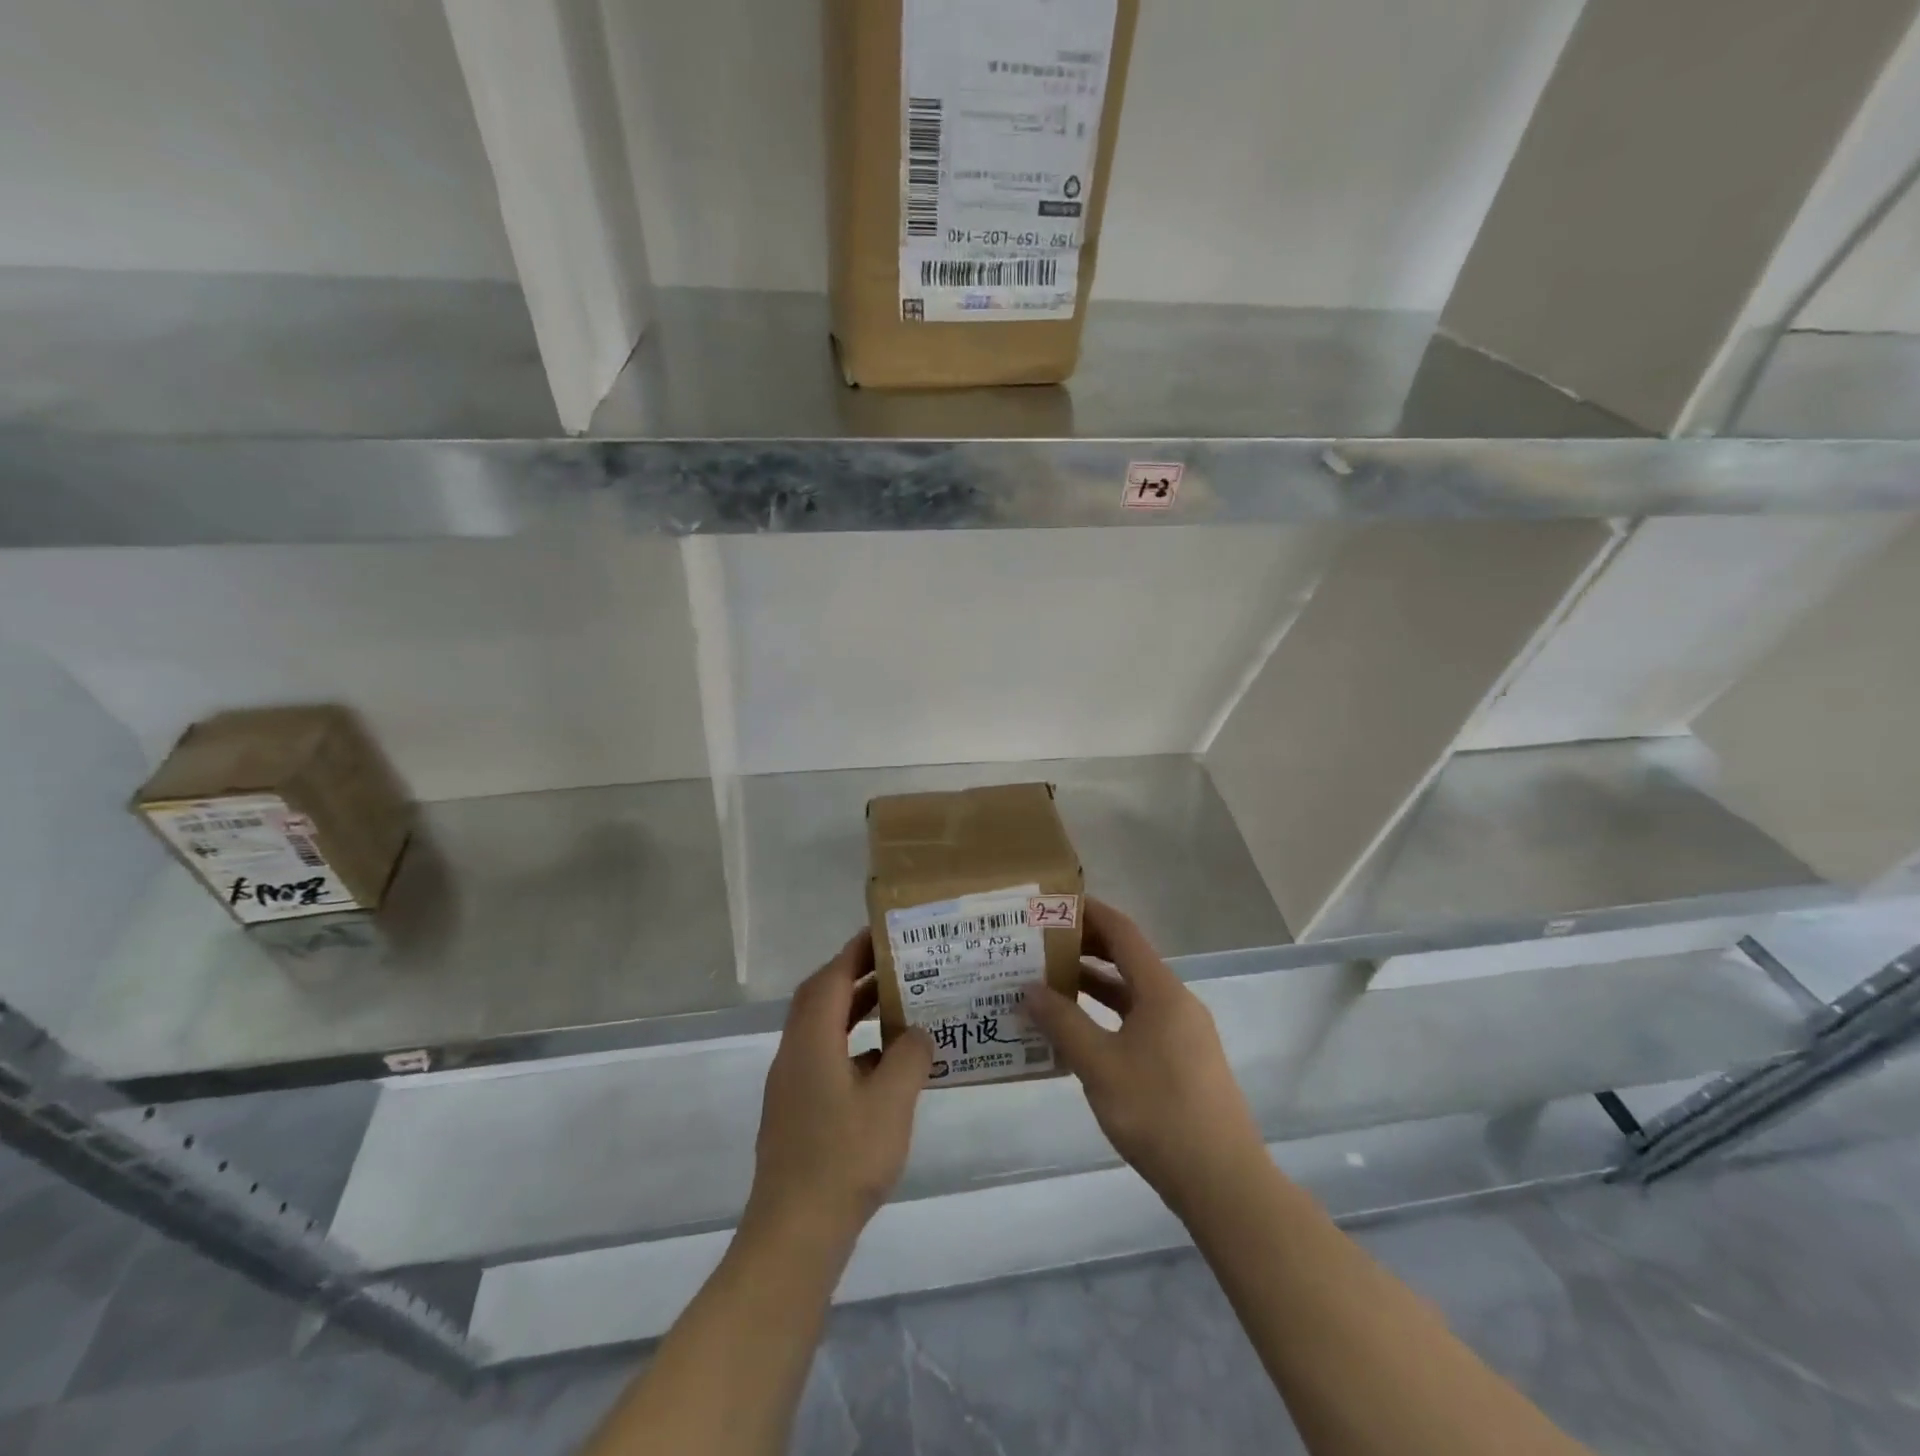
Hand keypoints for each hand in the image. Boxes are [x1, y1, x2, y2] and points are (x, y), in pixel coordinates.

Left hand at [745, 930, 933, 1250]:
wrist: (795, 1233)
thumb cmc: (844, 1158)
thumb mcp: (891, 1101)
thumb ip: (909, 1056)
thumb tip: (916, 1031)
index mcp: (811, 1041)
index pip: (831, 977)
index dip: (856, 951)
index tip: (886, 933)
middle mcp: (794, 1053)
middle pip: (821, 998)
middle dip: (855, 974)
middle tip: (897, 964)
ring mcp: (791, 1084)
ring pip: (822, 1029)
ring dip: (854, 1010)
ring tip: (896, 1005)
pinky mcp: (796, 1111)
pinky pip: (824, 1057)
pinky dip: (852, 1046)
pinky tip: (884, 1065)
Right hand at [1024, 899, 1266, 1213]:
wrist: (1222, 1181)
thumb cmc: (1158, 1112)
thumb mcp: (1100, 1065)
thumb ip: (1063, 1023)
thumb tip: (1030, 989)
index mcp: (1162, 991)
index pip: (1123, 932)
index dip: (1090, 913)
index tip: (1054, 905)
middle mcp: (1176, 1002)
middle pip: (1128, 960)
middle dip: (1086, 949)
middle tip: (1042, 946)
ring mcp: (1183, 1033)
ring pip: (1133, 995)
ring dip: (1094, 987)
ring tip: (1049, 986)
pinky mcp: (1184, 1062)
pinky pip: (1140, 1022)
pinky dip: (1109, 1017)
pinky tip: (1079, 1035)